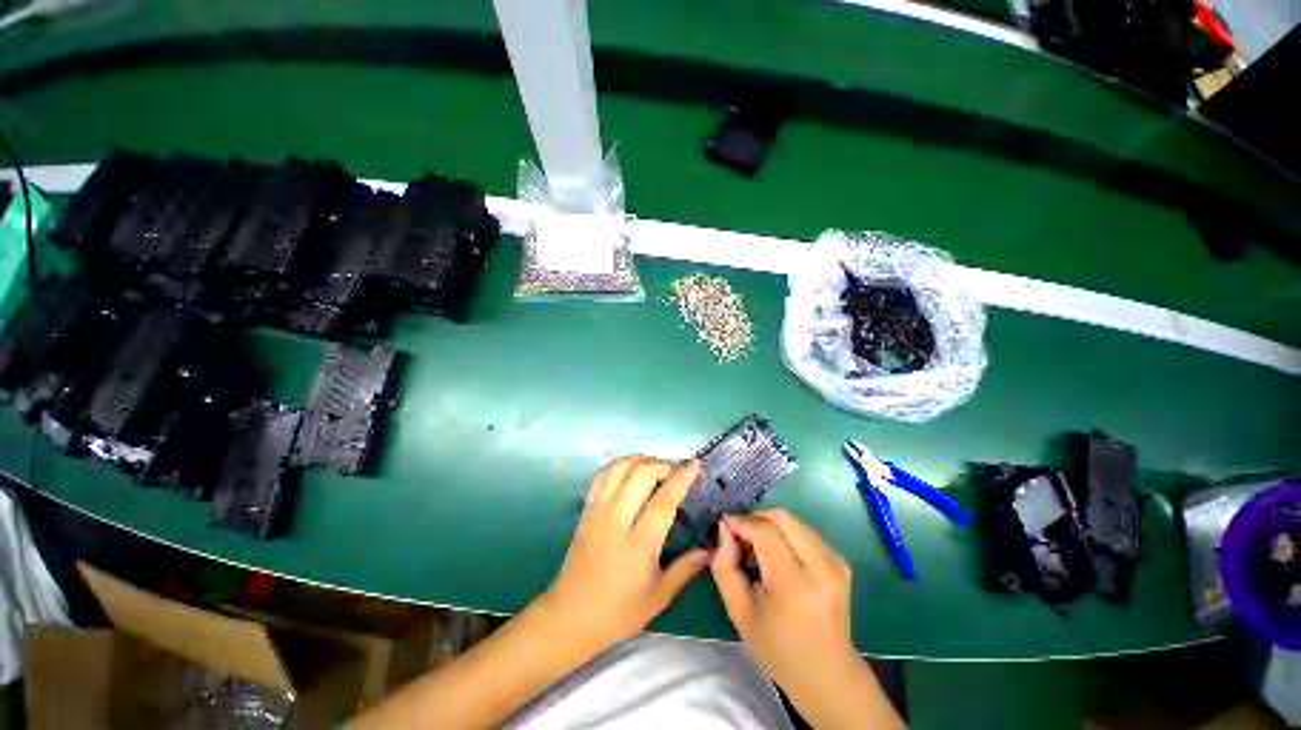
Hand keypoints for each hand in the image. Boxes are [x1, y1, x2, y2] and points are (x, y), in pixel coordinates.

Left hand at [530, 456, 708, 658]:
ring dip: (641, 460)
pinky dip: (620, 466)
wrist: (570, 616)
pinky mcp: (587, 510)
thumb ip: (686, 568)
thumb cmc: (618, 612)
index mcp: (638, 544)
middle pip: (641, 474)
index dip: (682, 478)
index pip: (664, 500)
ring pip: (620, 468)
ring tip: (656, 468)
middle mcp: (617, 520)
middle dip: (663, 464)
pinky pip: (603, 476)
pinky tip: (631, 472)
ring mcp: (598, 511)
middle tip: (677, 471)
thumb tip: (709, 548)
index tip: (695, 465)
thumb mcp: (659, 597)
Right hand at [713, 510, 901, 728]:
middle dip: (754, 517)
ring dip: (768, 524)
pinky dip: (783, 533)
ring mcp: (836, 562)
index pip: (765, 532)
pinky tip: (773, 554)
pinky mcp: (840, 560)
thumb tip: (724, 528)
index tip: (724, 526)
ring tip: (754, 547)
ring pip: (793, 520)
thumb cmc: (778, 649)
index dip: (741, 522)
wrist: (828, 675)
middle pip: (782, 517)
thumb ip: (725, 566)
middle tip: (738, 534)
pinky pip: (804, 531)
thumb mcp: (739, 612)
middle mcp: (822, 567)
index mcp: (797, 586)